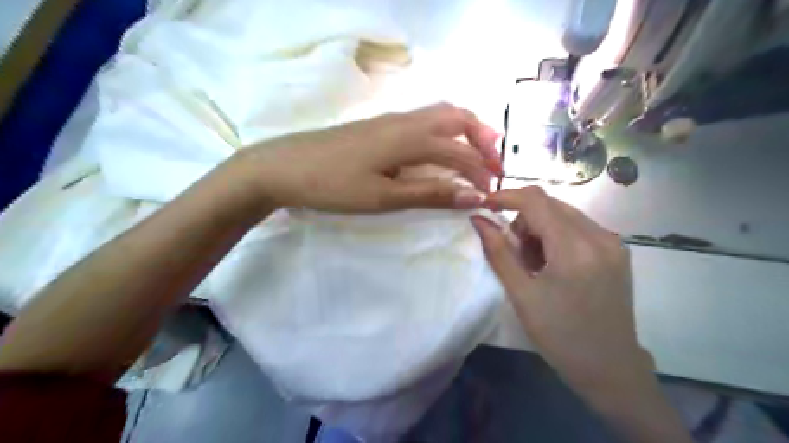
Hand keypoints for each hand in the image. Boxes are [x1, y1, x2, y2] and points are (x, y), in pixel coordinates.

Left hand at [231, 105, 497, 213]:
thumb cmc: (334, 185)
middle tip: (492, 166)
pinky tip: (439, 149)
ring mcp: (391, 120)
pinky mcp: (379, 126)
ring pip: (440, 114)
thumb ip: (430, 193)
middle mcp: (406, 121)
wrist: (284, 167)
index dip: (480, 172)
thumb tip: (473, 196)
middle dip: (481, 139)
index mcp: (410, 138)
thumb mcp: (384, 197)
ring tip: (475, 154)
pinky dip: (444, 131)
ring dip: (464, 131)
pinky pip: (424, 120)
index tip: (491, 194)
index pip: (459, 151)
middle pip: (457, 118)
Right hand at [470, 189, 650, 392]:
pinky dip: (557, 235)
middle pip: (549, 204)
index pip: (535, 201)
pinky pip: (578, 227)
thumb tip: (478, 220)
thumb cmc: (560, 335)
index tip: (484, 206)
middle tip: (513, 251)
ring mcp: (613, 242)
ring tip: (534, 263)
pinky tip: (553, 263)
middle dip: (522, 219)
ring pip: (563, 213)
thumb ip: (498, 252)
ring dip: (539, 228)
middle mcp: (600, 236)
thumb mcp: (521, 294)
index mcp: (575, 248)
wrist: (610, 368)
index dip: (505, 197)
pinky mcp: (617, 251)